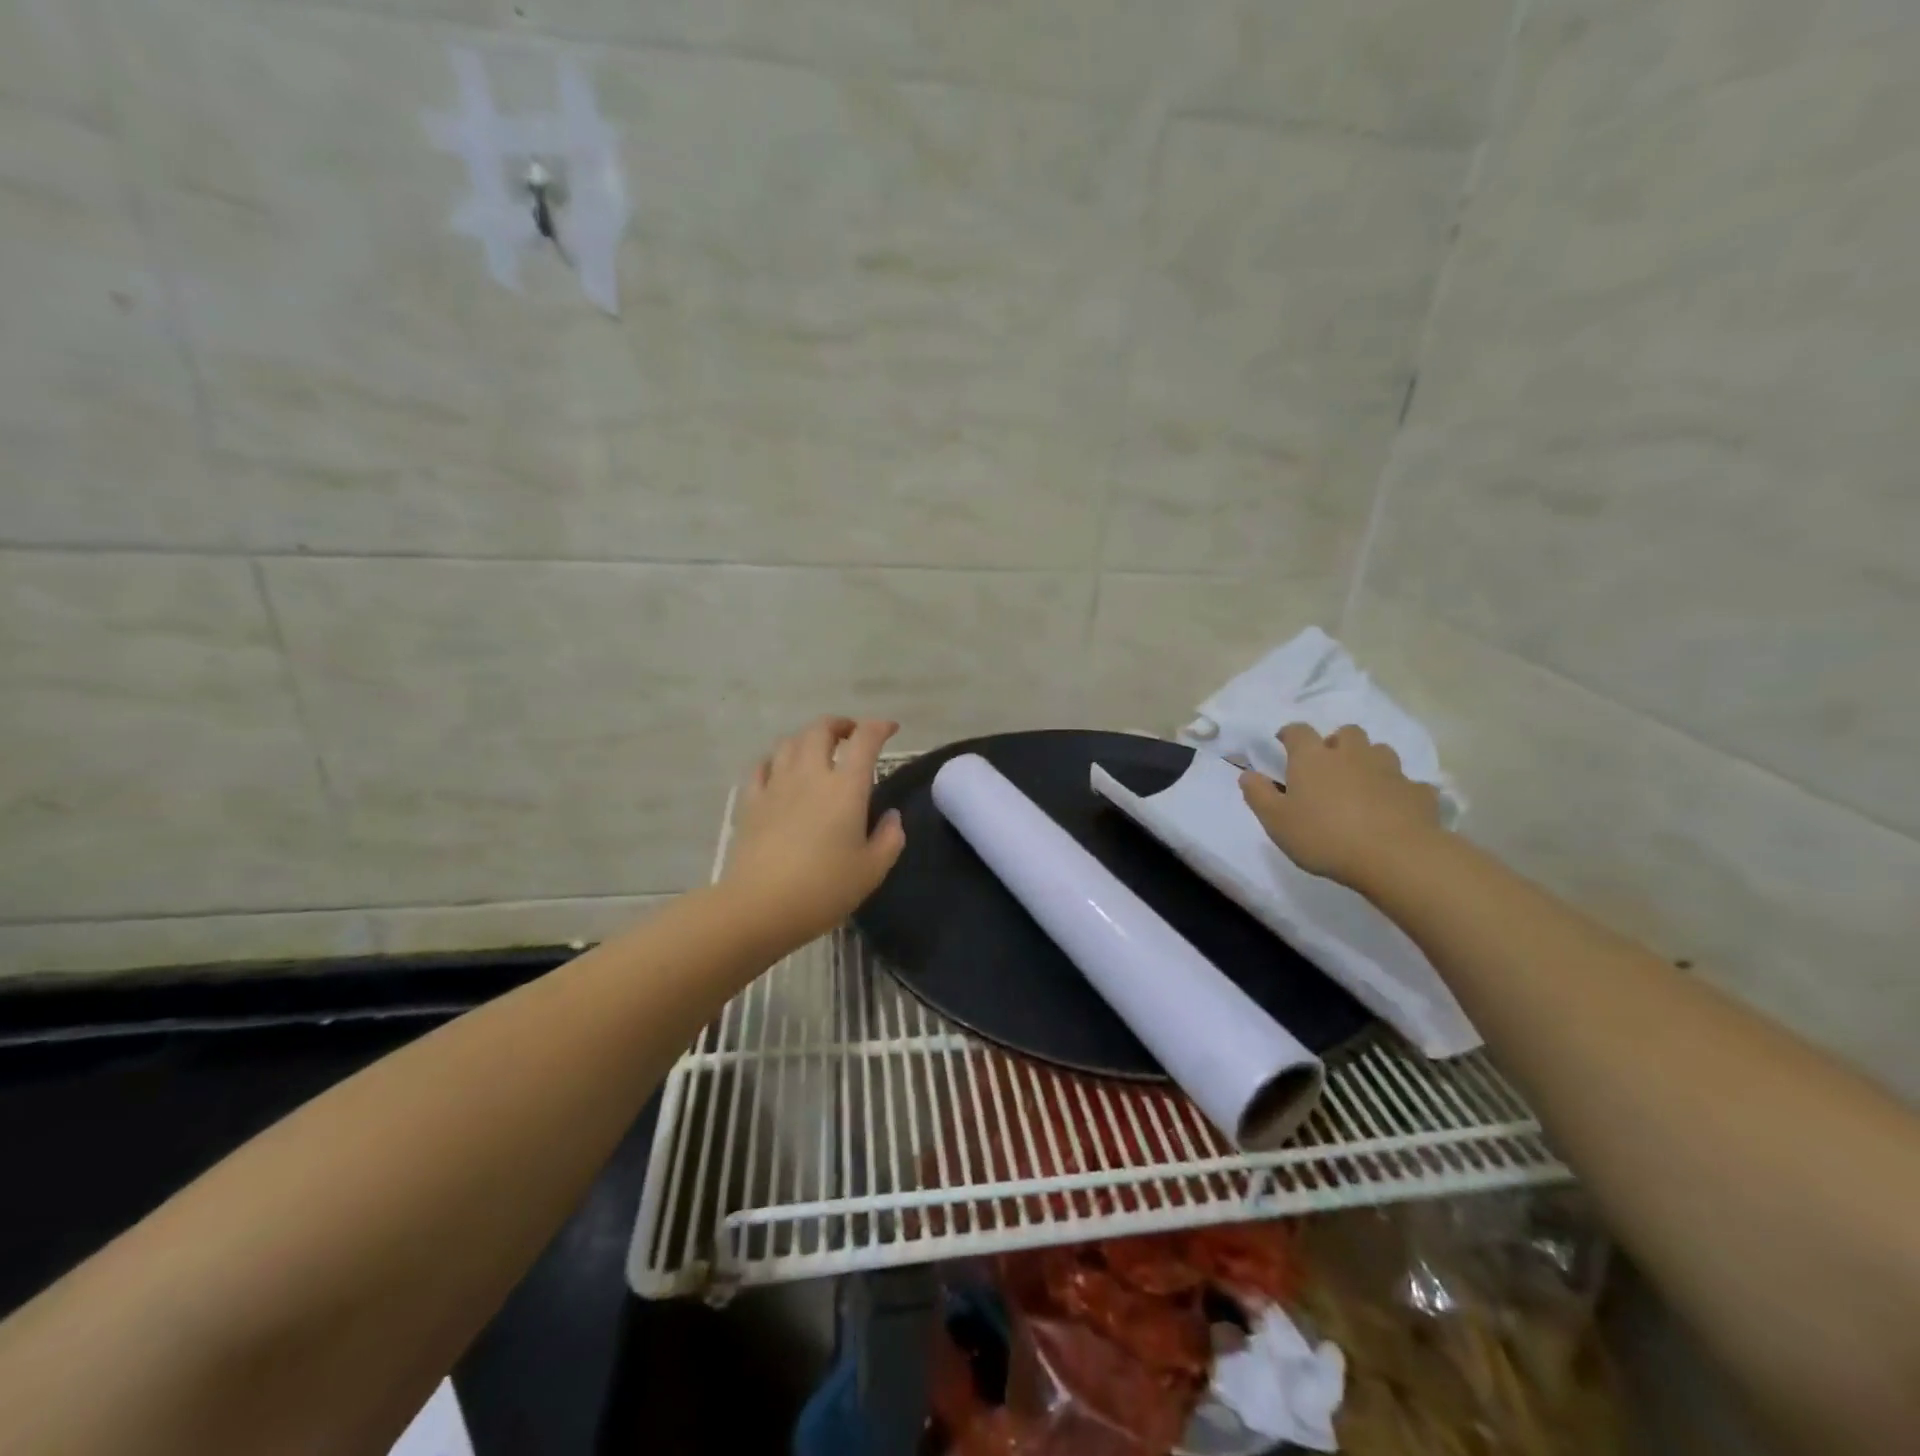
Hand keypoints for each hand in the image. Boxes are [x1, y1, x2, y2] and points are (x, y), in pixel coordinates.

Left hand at [722, 716, 906, 947]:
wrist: (760, 907)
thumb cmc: (824, 889)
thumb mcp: (872, 870)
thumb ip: (889, 839)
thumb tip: (891, 817)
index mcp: (846, 787)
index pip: (865, 740)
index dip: (879, 727)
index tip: (890, 729)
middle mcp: (810, 775)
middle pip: (821, 729)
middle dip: (840, 725)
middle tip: (851, 735)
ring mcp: (776, 786)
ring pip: (789, 742)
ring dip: (807, 738)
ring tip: (817, 751)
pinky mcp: (751, 802)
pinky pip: (762, 766)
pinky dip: (776, 760)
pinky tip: (780, 771)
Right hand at [1239, 723, 1442, 890]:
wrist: (1395, 857)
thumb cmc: (1324, 837)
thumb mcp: (1276, 821)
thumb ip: (1258, 795)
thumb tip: (1247, 774)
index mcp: (1313, 758)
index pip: (1298, 731)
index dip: (1290, 734)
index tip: (1284, 742)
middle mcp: (1352, 754)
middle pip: (1346, 733)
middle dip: (1336, 743)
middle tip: (1328, 765)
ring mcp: (1390, 770)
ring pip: (1380, 751)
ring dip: (1369, 761)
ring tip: (1361, 784)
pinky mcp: (1419, 792)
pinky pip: (1408, 783)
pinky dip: (1399, 790)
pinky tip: (1394, 808)